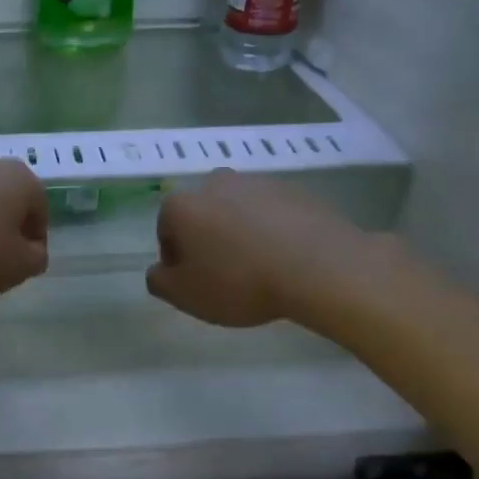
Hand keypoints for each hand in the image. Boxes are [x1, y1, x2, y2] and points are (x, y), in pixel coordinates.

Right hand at [146, 170, 381, 328]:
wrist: (319, 267)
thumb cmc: (240, 282)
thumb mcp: (185, 296)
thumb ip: (159, 281)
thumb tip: (159, 270)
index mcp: (182, 205)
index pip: (166, 231)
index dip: (178, 261)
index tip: (197, 282)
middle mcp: (215, 183)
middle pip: (202, 215)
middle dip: (208, 240)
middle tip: (225, 275)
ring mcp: (258, 182)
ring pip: (238, 211)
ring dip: (240, 233)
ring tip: (259, 268)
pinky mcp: (294, 190)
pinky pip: (272, 213)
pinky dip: (272, 230)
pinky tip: (285, 259)